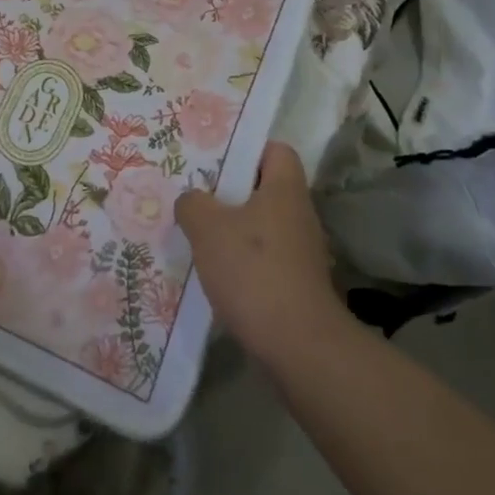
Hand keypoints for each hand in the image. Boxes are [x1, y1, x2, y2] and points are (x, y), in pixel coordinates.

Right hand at [174, 142, 342, 362]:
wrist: (298, 345)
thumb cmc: (253, 271)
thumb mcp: (207, 228)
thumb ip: (193, 204)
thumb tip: (192, 200)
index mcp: (285, 190)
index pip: (276, 150)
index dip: (247, 149)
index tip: (216, 160)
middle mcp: (299, 215)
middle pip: (265, 189)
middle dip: (230, 192)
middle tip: (195, 195)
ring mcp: (302, 252)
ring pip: (262, 225)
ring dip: (233, 229)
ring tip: (197, 234)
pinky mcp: (297, 284)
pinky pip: (264, 258)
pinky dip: (242, 261)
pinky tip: (215, 272)